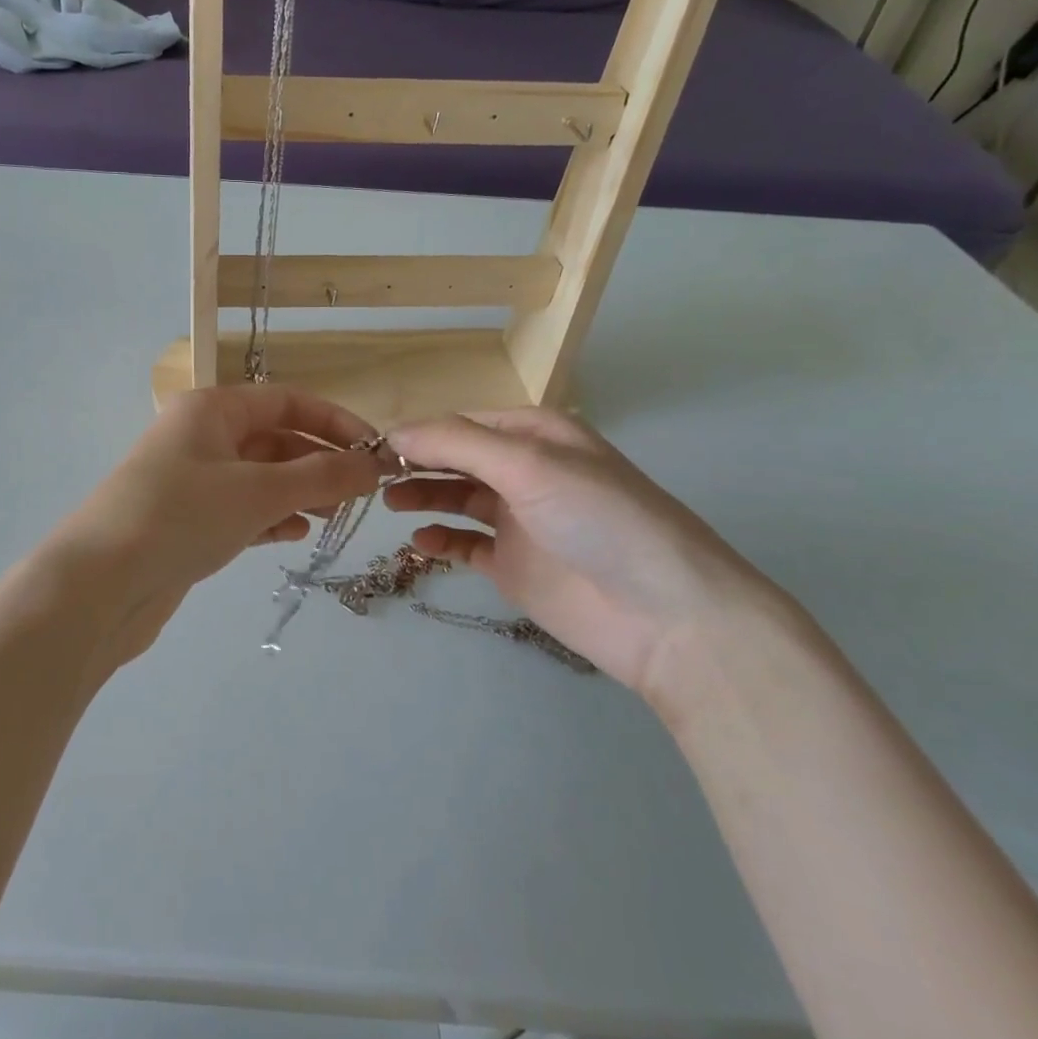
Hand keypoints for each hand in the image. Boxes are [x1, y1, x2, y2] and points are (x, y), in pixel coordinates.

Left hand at [53, 386, 384, 663]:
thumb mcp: (258, 492)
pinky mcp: (186, 521)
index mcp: (211, 409)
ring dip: (298, 492)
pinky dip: (270, 518)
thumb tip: (374, 465)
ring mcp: (190, 480)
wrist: (98, 586)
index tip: (374, 451)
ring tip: (332, 517)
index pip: (286, 401)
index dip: (334, 422)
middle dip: (318, 463)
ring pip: (259, 477)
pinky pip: (240, 509)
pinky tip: (292, 536)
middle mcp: (199, 436)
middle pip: (274, 439)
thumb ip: (320, 477)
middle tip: (358, 496)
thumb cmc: (181, 518)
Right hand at [386, 408, 807, 706]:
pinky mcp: (514, 566)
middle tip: (372, 476)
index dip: (420, 432)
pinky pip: (465, 544)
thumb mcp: (530, 464)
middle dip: (417, 462)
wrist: (665, 616)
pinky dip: (439, 539)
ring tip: (388, 503)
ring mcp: (519, 520)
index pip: (463, 423)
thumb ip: (458, 444)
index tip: (373, 447)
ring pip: (456, 498)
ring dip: (422, 495)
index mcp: (537, 435)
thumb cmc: (600, 519)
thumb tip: (393, 433)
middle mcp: (526, 471)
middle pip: (457, 458)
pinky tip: (417, 541)